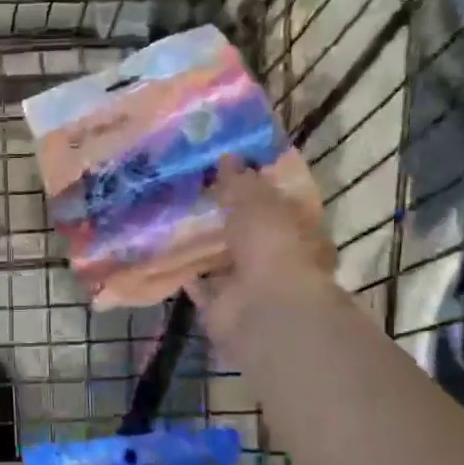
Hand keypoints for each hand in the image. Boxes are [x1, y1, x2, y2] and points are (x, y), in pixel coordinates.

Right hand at [188, 156, 335, 342]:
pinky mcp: (221, 308)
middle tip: (194, 197)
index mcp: (298, 233)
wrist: (262, 308)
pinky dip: (187, 275)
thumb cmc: (273, 247)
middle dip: (226, 221)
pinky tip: (165, 257)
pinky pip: (200, 287)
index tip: (229, 173)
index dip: (256, 190)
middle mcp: (276, 261)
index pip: (278, 206)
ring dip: (204, 248)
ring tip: (173, 223)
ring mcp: (248, 287)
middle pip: (248, 236)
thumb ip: (241, 181)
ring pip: (223, 262)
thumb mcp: (258, 203)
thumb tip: (227, 156)